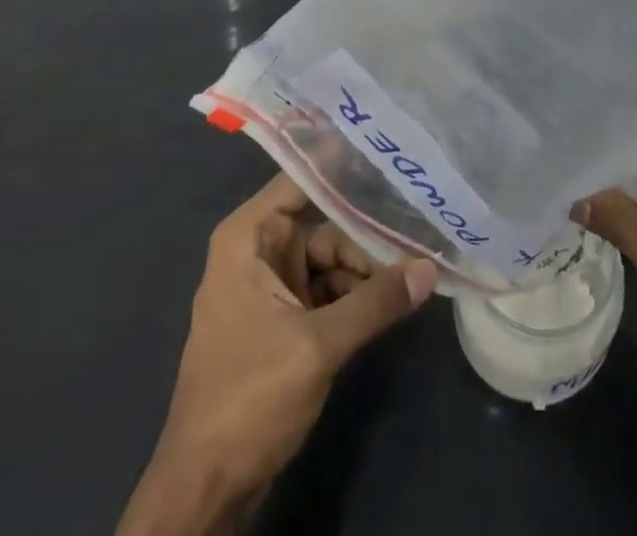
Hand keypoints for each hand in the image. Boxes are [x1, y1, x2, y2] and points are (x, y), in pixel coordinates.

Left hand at [118, 174, 437, 535]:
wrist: (206, 489)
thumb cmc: (249, 399)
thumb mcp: (318, 346)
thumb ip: (376, 302)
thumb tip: (431, 268)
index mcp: (249, 238)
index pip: (301, 178)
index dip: (342, 163)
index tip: (387, 148)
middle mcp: (259, 251)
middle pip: (325, 225)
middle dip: (369, 235)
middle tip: (422, 233)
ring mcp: (270, 287)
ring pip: (331, 260)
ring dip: (368, 271)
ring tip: (417, 273)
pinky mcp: (283, 320)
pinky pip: (326, 291)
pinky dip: (356, 296)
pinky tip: (393, 301)